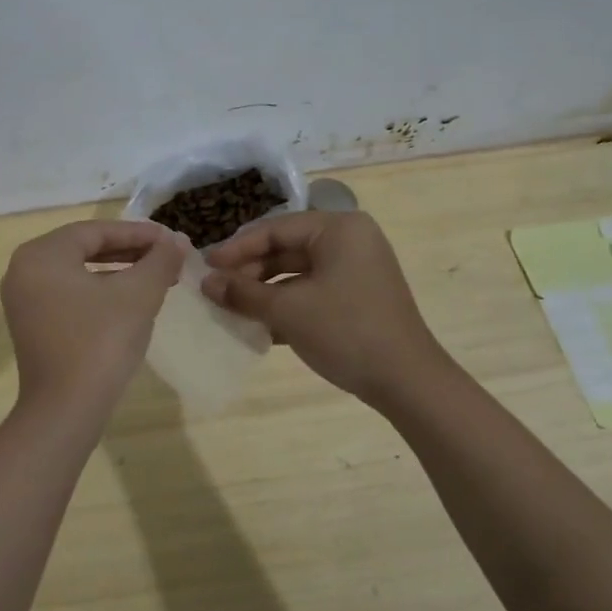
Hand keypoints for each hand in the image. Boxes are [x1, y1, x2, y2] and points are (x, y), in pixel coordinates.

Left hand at [0, 220, 183, 415]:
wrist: (66, 410)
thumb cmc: (101, 342)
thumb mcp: (139, 294)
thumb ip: (160, 260)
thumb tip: (177, 240)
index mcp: (42, 254)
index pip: (96, 231)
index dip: (138, 233)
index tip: (171, 240)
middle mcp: (24, 270)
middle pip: (85, 248)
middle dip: (130, 251)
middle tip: (167, 257)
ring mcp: (23, 299)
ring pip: (79, 272)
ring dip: (118, 271)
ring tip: (156, 278)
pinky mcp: (31, 325)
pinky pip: (69, 294)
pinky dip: (100, 291)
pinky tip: (130, 301)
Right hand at [202, 211, 451, 404]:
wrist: (407, 381)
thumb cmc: (345, 331)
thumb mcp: (287, 310)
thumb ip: (242, 292)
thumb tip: (205, 282)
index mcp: (338, 229)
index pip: (275, 229)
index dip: (236, 248)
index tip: (205, 266)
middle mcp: (350, 240)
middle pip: (286, 248)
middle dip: (250, 272)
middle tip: (216, 290)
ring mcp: (357, 269)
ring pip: (297, 272)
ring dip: (264, 291)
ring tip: (232, 308)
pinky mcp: (358, 296)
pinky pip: (313, 290)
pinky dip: (286, 304)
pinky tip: (259, 324)